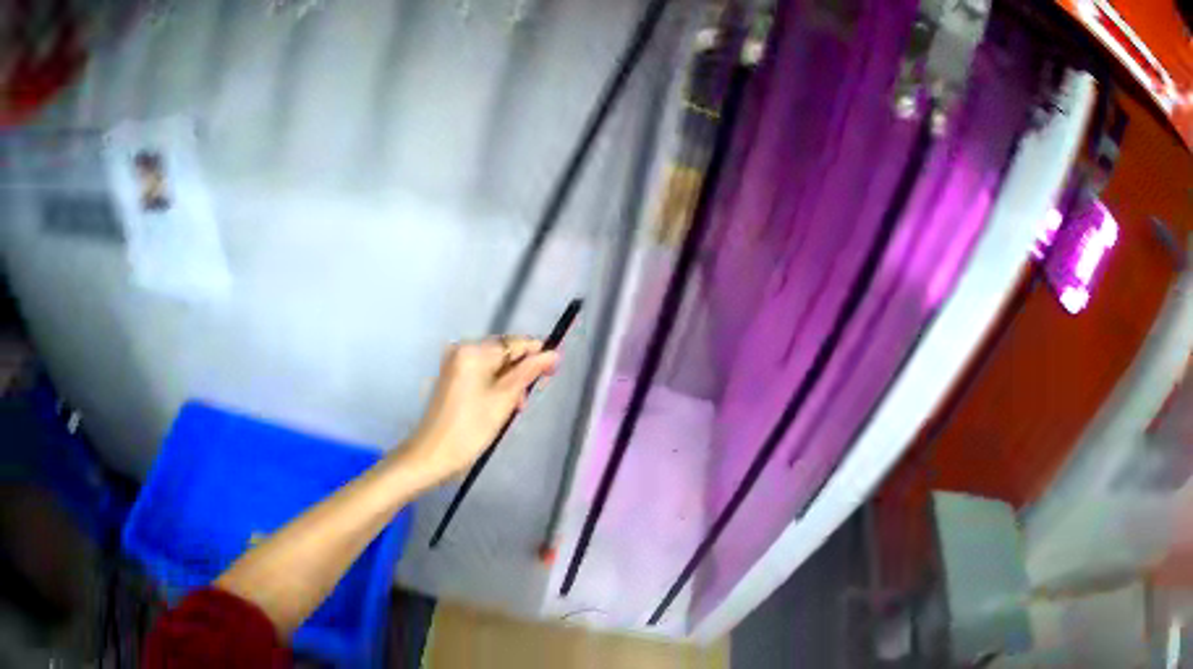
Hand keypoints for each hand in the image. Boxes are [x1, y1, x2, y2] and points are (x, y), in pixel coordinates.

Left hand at [403, 338, 559, 479]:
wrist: (432, 455)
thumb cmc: (470, 428)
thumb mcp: (504, 400)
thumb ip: (529, 373)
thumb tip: (553, 353)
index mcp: (473, 350)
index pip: (515, 343)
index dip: (537, 355)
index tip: (553, 373)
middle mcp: (462, 350)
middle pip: (504, 353)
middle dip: (520, 374)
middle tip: (525, 402)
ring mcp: (454, 364)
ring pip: (494, 367)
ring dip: (509, 385)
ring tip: (513, 410)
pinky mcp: (451, 379)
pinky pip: (482, 375)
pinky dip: (494, 389)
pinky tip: (498, 409)